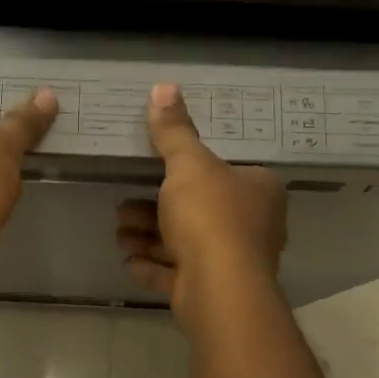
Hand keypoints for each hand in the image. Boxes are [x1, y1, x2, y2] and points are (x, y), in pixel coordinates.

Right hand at [117, 83, 286, 323]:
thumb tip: (164, 86)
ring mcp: (234, 262)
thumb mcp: (188, 166)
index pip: (226, 171)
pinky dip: (153, 266)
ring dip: (149, 236)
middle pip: (198, 208)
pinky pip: (178, 274)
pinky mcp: (213, 291)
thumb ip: (173, 131)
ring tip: (119, 232)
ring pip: (185, 243)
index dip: (189, 169)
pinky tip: (128, 260)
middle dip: (155, 207)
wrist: (218, 290)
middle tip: (123, 203)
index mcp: (259, 190)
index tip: (154, 168)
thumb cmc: (210, 217)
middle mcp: (253, 225)